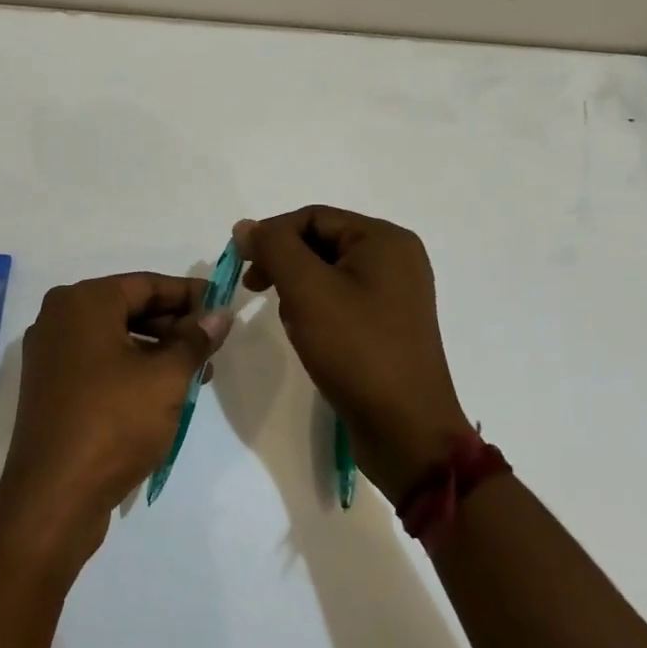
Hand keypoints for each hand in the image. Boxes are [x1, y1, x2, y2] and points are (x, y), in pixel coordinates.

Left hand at [0, 273, 231, 566]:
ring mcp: (51, 355)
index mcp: (82, 302)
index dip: (189, 294)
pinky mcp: (51, 388)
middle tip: (214, 344)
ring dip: (158, 351)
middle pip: (128, 308)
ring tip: (199, 374)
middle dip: (174, 325)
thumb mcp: (166, 377)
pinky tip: (164, 393)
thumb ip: (195, 340)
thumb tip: (219, 314)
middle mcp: (59, 318)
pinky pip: (99, 363)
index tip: (223, 305)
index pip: (146, 284)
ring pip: (115, 338)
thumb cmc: (114, 422)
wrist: (53, 496)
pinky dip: (132, 370)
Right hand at [235, 207, 470, 503]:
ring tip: (288, 318)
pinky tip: (307, 333)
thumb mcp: (307, 290)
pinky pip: (341, 298)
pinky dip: (316, 307)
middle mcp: (396, 258)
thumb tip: (246, 226)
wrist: (405, 430)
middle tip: (254, 289)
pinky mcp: (388, 323)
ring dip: (297, 287)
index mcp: (384, 240)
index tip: (241, 265)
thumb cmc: (356, 350)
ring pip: (327, 271)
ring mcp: (395, 292)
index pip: (312, 217)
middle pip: (321, 241)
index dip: (271, 235)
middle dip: (284, 263)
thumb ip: (274, 248)